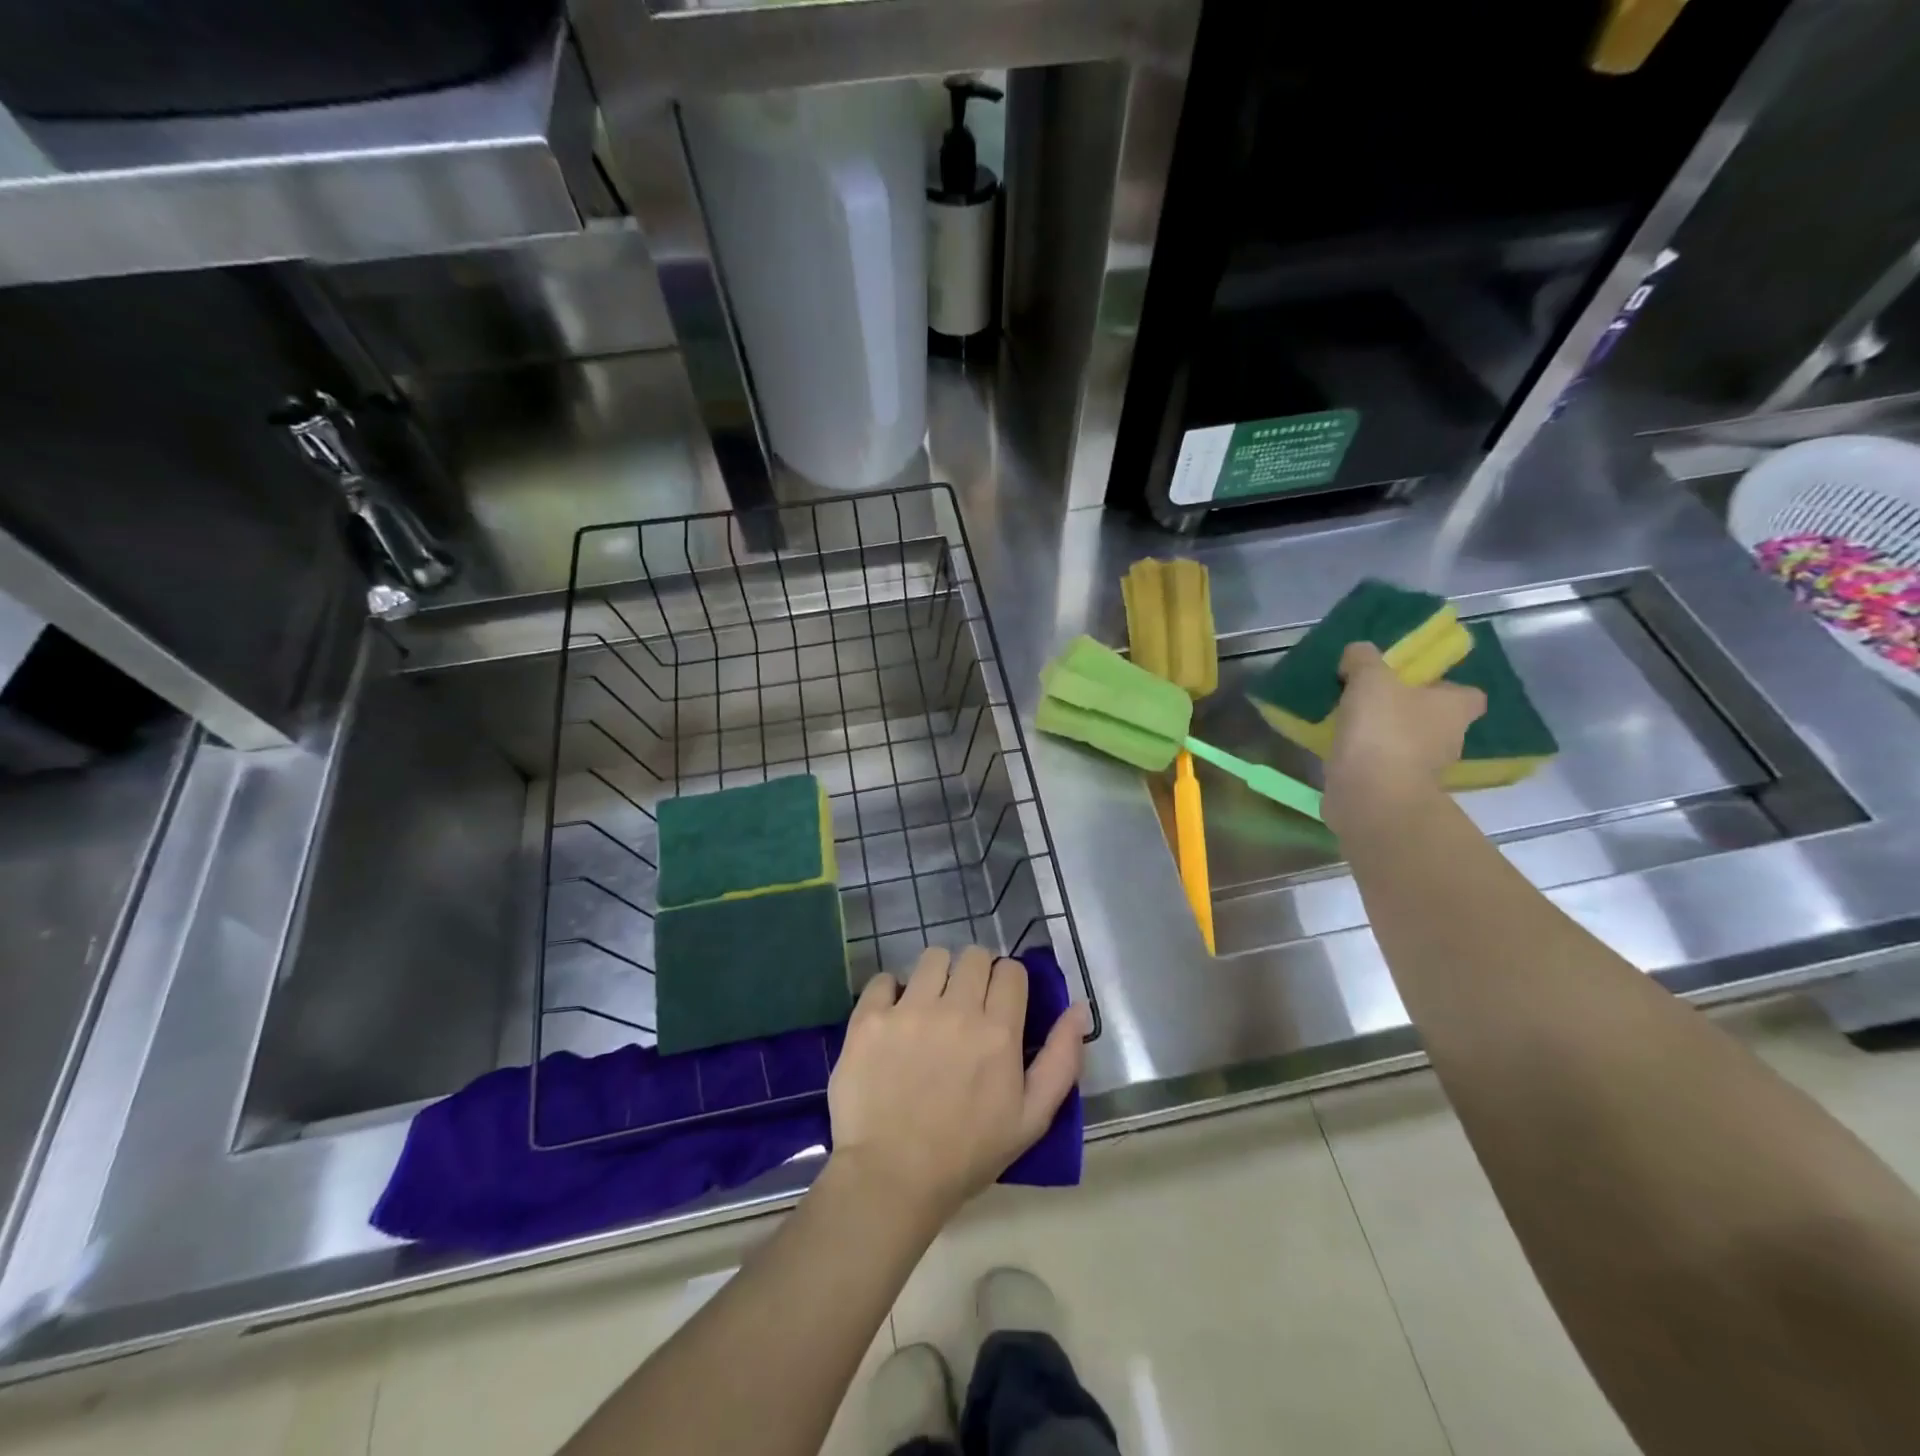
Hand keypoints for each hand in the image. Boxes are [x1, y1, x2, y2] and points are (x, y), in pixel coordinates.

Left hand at [826, 945, 1087, 1226]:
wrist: (891, 1178)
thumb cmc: (967, 1154)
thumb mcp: (1031, 1118)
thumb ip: (1061, 1060)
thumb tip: (1079, 1009)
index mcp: (998, 1031)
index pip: (1011, 970)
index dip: (1009, 983)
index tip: (1000, 1005)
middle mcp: (956, 1010)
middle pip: (974, 956)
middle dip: (976, 973)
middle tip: (966, 1005)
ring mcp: (909, 1010)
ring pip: (932, 957)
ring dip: (937, 975)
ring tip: (930, 1006)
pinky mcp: (870, 1018)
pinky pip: (884, 978)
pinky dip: (891, 992)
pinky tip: (893, 1018)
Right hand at [1324, 642, 1485, 834]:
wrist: (1370, 796)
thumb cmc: (1383, 730)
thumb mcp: (1369, 678)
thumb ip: (1363, 658)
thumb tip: (1358, 653)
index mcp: (1456, 708)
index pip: (1466, 693)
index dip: (1442, 686)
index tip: (1410, 682)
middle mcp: (1450, 739)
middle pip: (1433, 719)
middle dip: (1406, 710)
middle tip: (1371, 699)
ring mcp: (1426, 770)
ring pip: (1407, 743)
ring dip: (1385, 735)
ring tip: (1349, 724)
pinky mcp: (1398, 790)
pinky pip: (1384, 766)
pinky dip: (1368, 759)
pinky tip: (1341, 749)